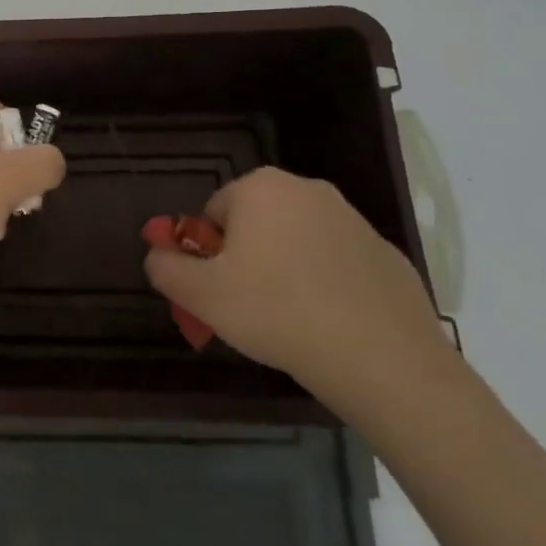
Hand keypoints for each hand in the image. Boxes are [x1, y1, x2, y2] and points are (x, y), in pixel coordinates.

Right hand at [142, 166, 445, 407]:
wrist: (381, 358)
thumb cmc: (277, 312)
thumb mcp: (200, 295)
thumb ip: (166, 268)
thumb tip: (157, 255)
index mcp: (261, 188)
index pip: (213, 213)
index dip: (209, 253)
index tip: (220, 289)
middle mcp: (308, 189)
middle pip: (256, 223)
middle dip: (247, 258)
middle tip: (249, 305)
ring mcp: (354, 220)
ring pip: (298, 241)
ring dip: (286, 269)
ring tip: (290, 319)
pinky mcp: (387, 254)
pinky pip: (338, 264)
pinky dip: (327, 285)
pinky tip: (329, 324)